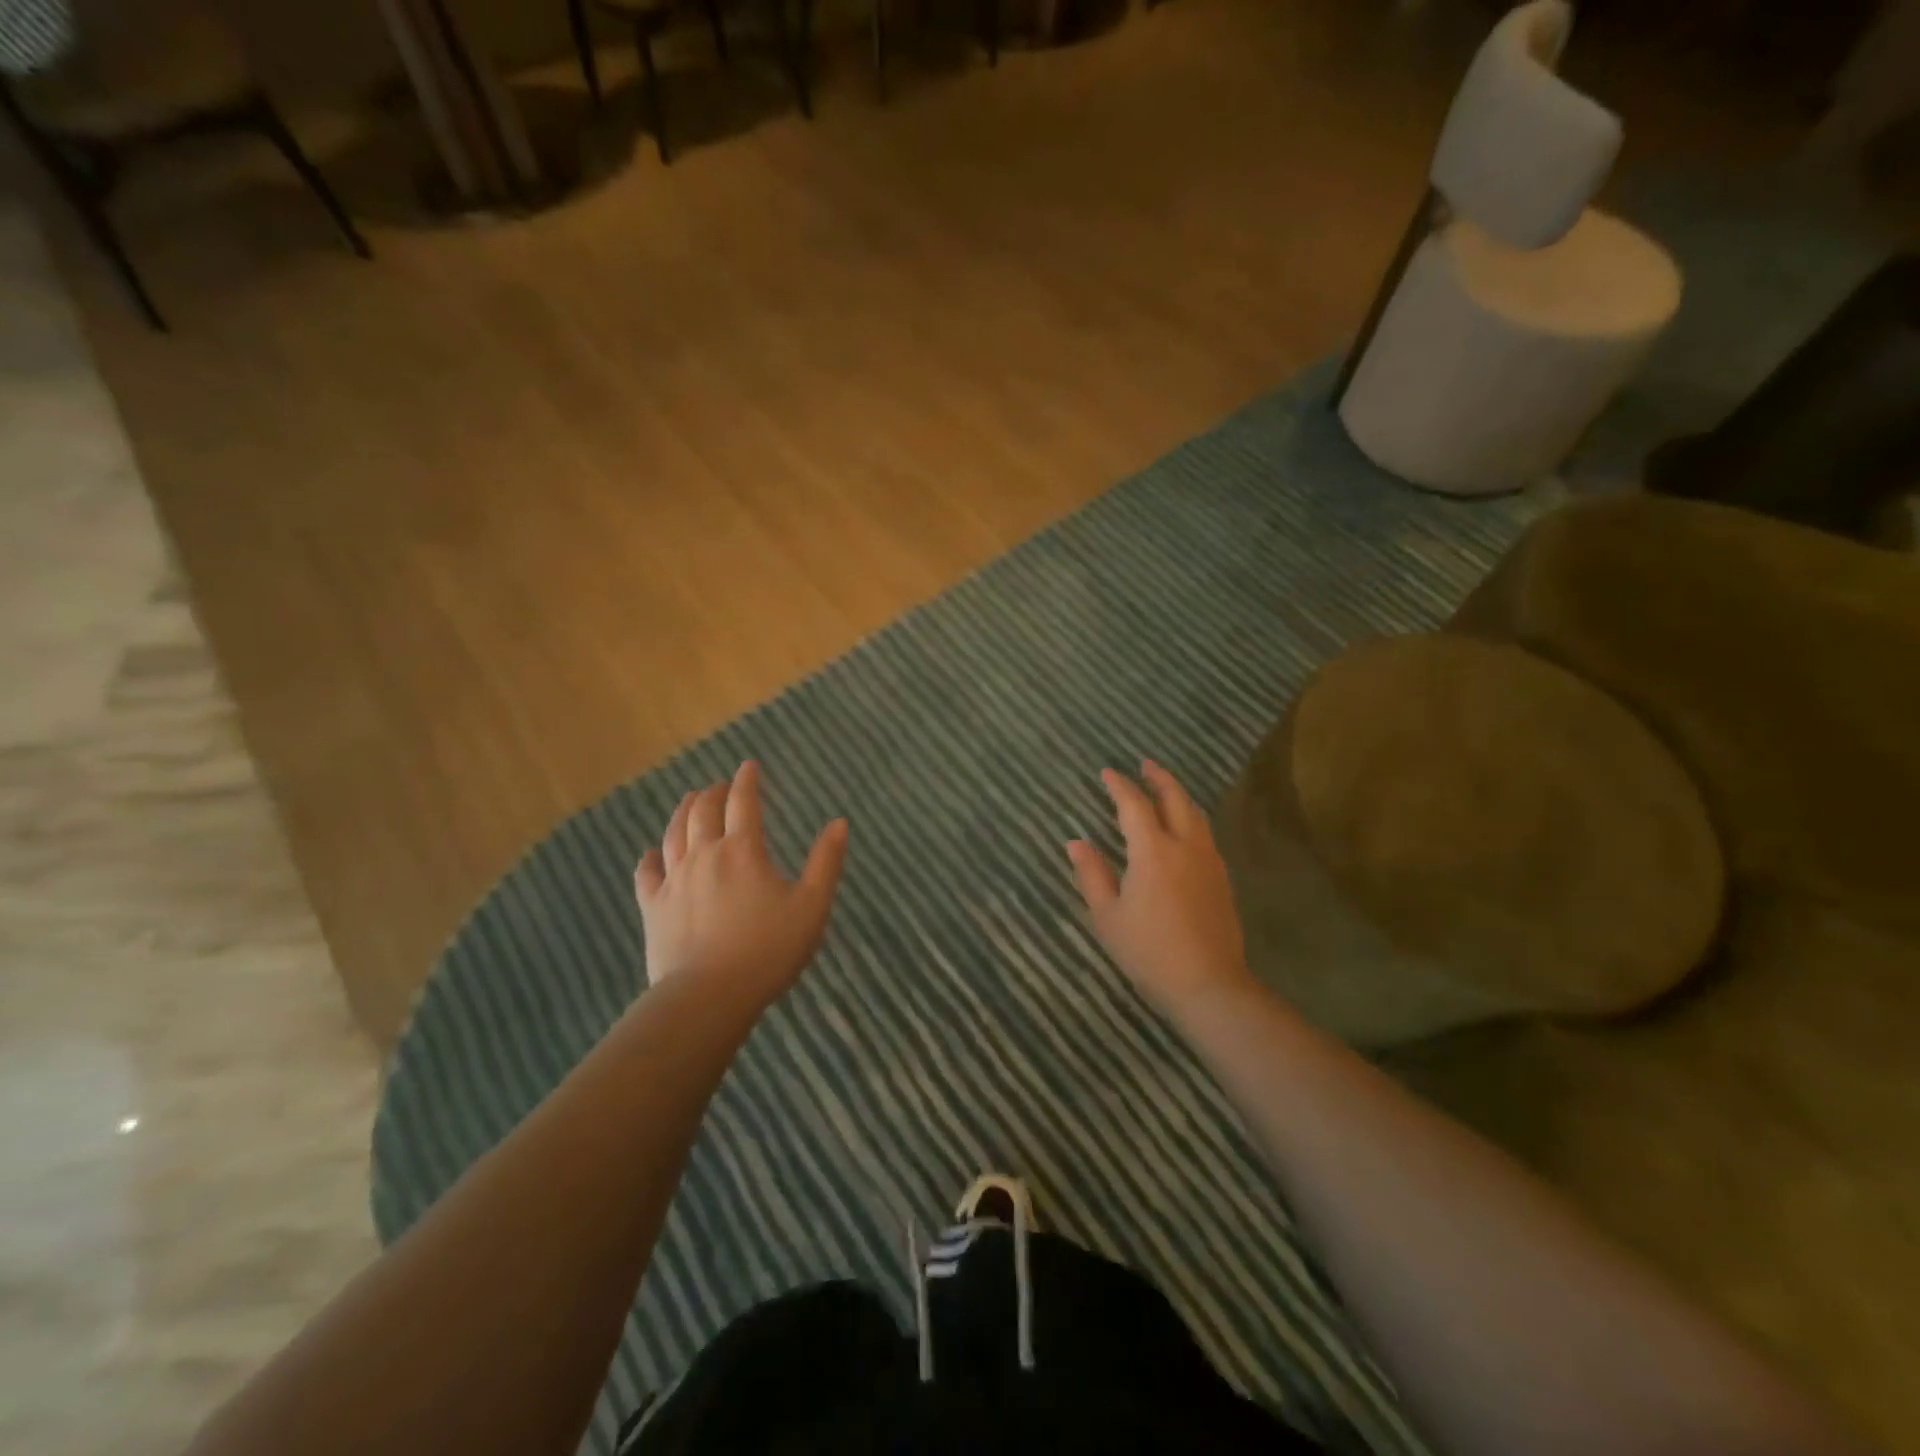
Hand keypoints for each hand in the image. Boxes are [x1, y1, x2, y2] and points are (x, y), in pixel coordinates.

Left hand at [634, 761, 847, 1008]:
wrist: (708, 996)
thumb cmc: (768, 951)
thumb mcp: (811, 906)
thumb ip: (826, 862)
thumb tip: (839, 822)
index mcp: (742, 851)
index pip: (743, 803)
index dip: (747, 781)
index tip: (749, 766)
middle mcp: (704, 855)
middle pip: (704, 811)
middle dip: (714, 793)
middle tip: (721, 785)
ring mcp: (673, 880)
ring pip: (674, 833)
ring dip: (683, 812)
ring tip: (690, 801)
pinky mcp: (653, 906)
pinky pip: (646, 872)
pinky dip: (650, 856)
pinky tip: (652, 852)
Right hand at [1068, 761, 1254, 1015]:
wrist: (1208, 985)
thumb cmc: (1148, 951)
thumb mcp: (1108, 916)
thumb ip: (1092, 874)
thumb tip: (1076, 843)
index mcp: (1153, 851)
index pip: (1134, 805)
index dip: (1120, 786)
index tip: (1107, 772)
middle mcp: (1185, 846)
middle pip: (1175, 798)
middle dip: (1158, 778)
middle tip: (1144, 764)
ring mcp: (1208, 861)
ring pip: (1195, 814)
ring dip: (1178, 795)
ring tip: (1164, 789)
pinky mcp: (1222, 879)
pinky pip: (1205, 834)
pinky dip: (1190, 817)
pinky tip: (1183, 828)